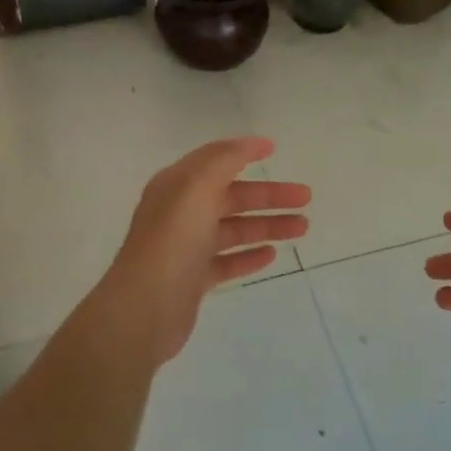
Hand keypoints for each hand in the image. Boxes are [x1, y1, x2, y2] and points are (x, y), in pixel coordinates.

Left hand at [97, 137, 310, 361]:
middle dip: (269, 195)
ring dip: (267, 225)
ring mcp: (186, 247)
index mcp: (177, 185)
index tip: (274, 150)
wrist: (145, 307)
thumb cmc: (173, 240)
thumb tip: (250, 143)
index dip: (243, 152)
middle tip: (306, 197)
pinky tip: (271, 255)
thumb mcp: (197, 187)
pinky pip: (226, 262)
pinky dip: (248, 256)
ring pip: (234, 230)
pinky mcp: (193, 279)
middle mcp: (180, 212)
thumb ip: (224, 160)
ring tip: (302, 227)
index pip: (215, 161)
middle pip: (232, 197)